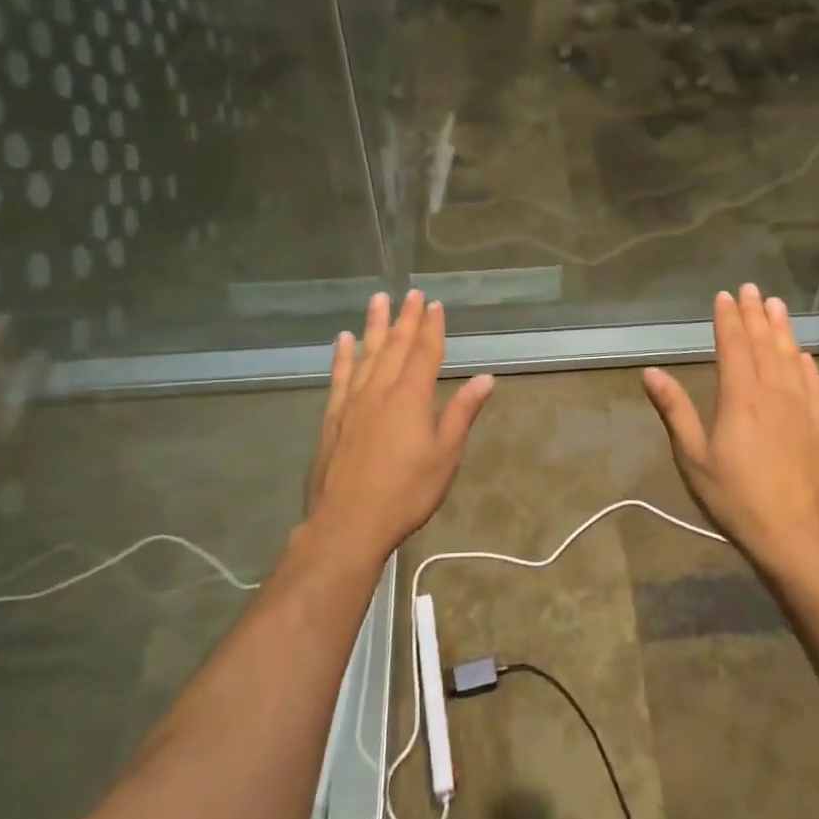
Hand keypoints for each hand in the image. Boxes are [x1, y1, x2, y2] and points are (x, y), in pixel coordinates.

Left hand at [307, 290, 494, 564]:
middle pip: (396, 346)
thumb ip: (462, 413)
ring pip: (366, 353)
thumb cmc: (405, 493)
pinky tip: (344, 340)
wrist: (347, 525)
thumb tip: (485, 378)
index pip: (425, 352)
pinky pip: (339, 376)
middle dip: (406, 318)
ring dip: (374, 325)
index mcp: (411, 397)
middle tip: (412, 293)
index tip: (435, 305)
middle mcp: (380, 390)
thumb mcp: (445, 456)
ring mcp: (352, 402)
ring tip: (378, 300)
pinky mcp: (333, 417)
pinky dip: (343, 355)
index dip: (432, 327)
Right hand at [641, 284, 818, 573]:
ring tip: (777, 305)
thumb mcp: (693, 457)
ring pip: (791, 358)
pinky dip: (807, 364)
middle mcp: (773, 394)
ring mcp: (802, 409)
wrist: (793, 536)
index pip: (734, 346)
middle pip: (764, 344)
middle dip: (755, 314)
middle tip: (751, 289)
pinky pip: (815, 384)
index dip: (728, 319)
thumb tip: (651, 372)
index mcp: (740, 398)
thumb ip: (674, 410)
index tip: (724, 296)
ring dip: (782, 329)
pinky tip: (804, 355)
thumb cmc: (734, 498)